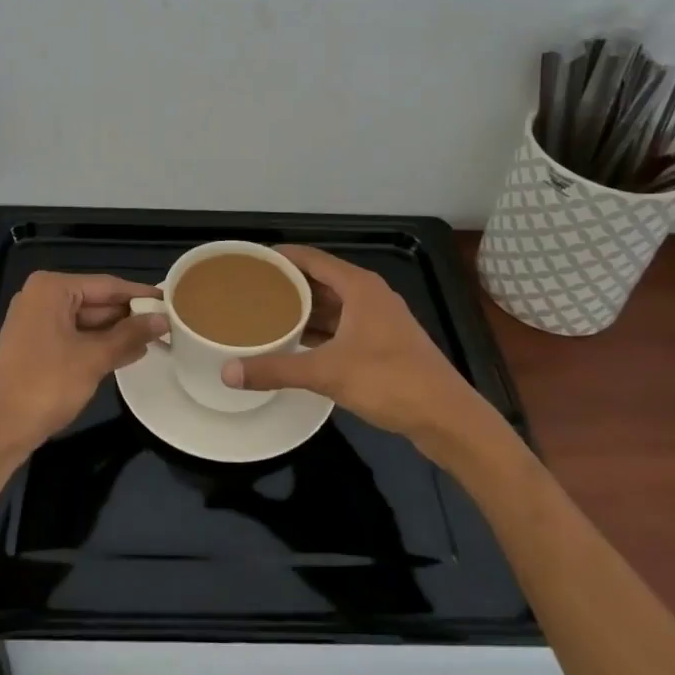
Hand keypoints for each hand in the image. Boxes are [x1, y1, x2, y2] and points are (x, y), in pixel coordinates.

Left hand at [0, 271, 166, 457]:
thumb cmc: (45, 385)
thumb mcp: (93, 358)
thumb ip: (130, 335)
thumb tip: (163, 320)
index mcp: (51, 289)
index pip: (107, 285)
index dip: (140, 295)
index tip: (171, 301)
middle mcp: (41, 298)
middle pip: (96, 301)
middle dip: (129, 316)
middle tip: (168, 325)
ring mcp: (36, 322)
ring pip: (87, 321)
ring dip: (117, 333)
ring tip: (155, 341)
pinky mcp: (35, 345)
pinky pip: (75, 337)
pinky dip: (99, 345)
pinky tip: (128, 354)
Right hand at [219, 245, 489, 446]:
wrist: (447, 418)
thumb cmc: (389, 381)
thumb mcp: (327, 373)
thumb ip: (276, 370)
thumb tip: (228, 373)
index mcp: (359, 286)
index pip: (311, 258)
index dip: (280, 256)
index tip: (250, 260)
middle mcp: (369, 295)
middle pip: (321, 279)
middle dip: (288, 284)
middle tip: (250, 289)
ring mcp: (379, 320)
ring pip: (332, 305)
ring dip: (303, 309)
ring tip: (266, 314)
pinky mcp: (383, 344)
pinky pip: (342, 326)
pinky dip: (319, 330)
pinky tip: (296, 342)